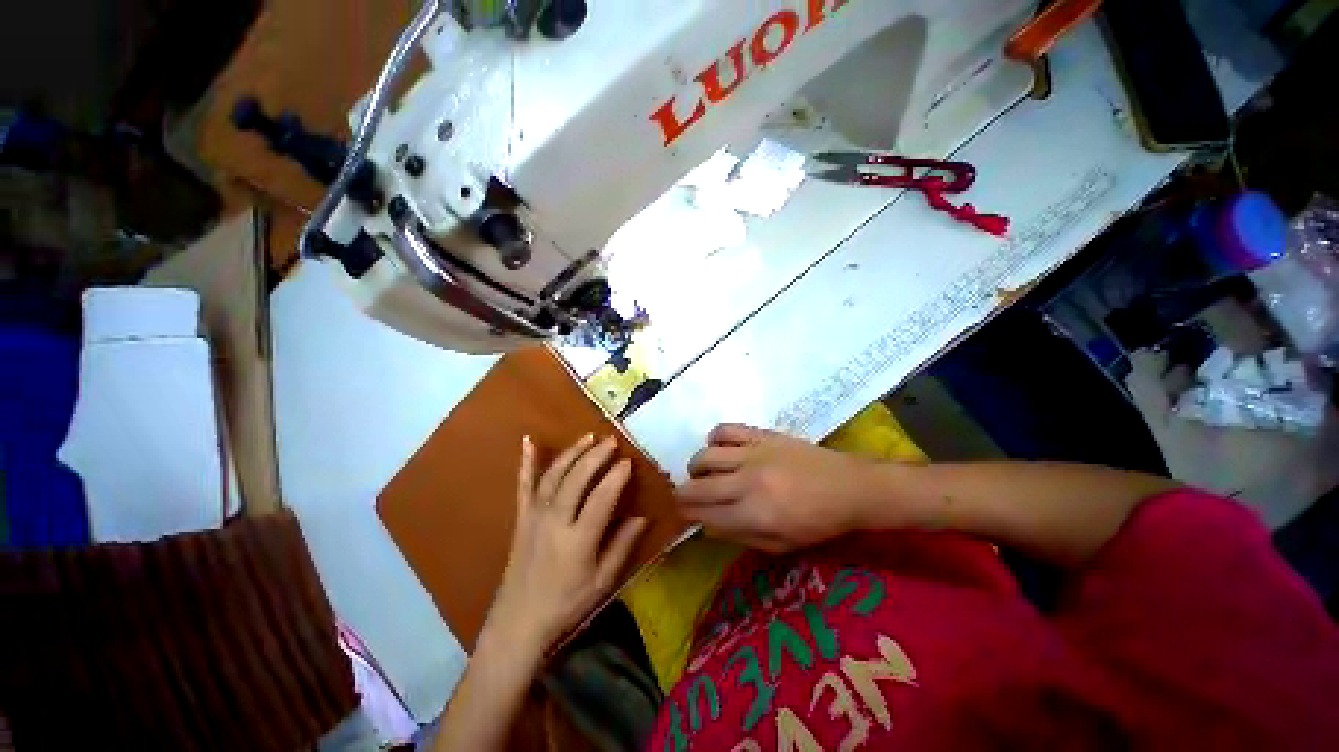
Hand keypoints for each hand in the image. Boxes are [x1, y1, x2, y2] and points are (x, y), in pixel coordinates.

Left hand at [485, 434, 647, 654]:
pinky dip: (527, 461)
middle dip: (596, 455)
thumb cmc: (566, 603)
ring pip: (554, 474)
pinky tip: (529, 440)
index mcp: (578, 539)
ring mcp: (535, 515)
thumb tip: (643, 517)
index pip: (601, 497)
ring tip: (589, 436)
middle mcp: (555, 520)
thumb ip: (622, 546)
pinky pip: (523, 484)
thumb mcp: (602, 581)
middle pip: (577, 478)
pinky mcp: (522, 516)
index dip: (616, 477)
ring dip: (573, 452)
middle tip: (612, 440)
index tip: (629, 462)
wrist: (518, 621)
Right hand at [675, 424, 900, 552]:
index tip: (685, 515)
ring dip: (695, 467)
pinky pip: (727, 429)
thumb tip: (708, 526)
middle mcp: (747, 483)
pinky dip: (714, 437)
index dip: (688, 516)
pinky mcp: (761, 435)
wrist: (849, 487)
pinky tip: (717, 446)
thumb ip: (740, 536)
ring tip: (700, 472)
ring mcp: (753, 454)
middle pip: (697, 487)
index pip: (704, 515)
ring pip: (706, 456)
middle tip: (684, 497)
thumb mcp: (780, 545)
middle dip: (682, 495)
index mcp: (754, 515)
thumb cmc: (817, 523)